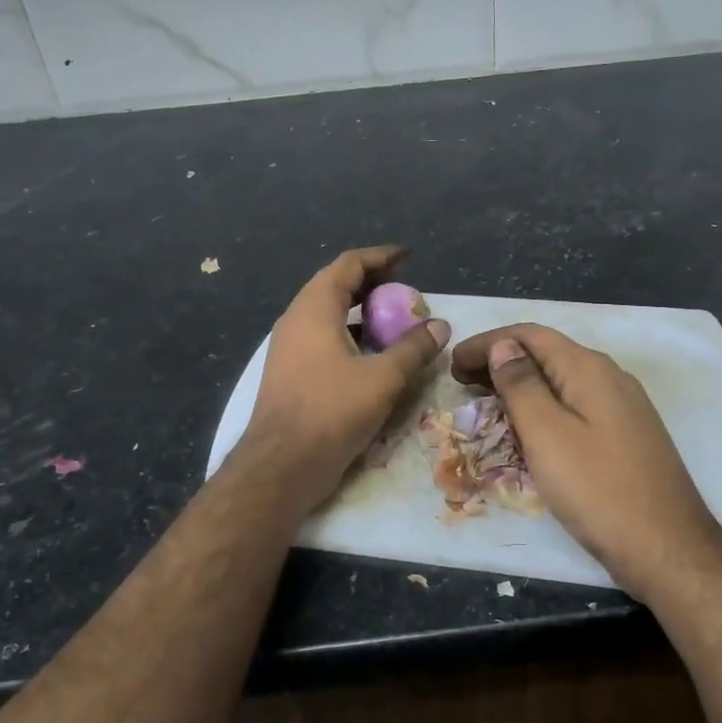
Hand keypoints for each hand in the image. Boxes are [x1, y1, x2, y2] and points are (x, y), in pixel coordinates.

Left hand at [240, 246, 450, 511]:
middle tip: (404, 288)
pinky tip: (371, 354)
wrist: (281, 465)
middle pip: (335, 285)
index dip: (380, 257)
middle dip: (371, 282)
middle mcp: (296, 319)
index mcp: (314, 309)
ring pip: (328, 314)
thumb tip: (440, 326)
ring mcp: (289, 347)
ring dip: (360, 311)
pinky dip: (349, 335)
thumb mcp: (383, 378)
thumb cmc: (331, 412)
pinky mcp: (290, 372)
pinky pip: (322, 338)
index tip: (407, 258)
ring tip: (392, 318)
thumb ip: (413, 348)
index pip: (348, 265)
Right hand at [449, 324, 721, 600]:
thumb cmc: (598, 489)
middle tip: (461, 382)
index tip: (452, 361)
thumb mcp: (547, 433)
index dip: (488, 342)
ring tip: (485, 401)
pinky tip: (528, 427)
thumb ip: (521, 384)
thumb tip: (503, 346)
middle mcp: (610, 377)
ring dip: (520, 384)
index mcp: (589, 369)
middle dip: (501, 361)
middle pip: (547, 354)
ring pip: (561, 380)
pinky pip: (575, 404)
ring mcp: (623, 407)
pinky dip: (543, 405)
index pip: (530, 335)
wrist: (667, 548)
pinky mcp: (626, 434)